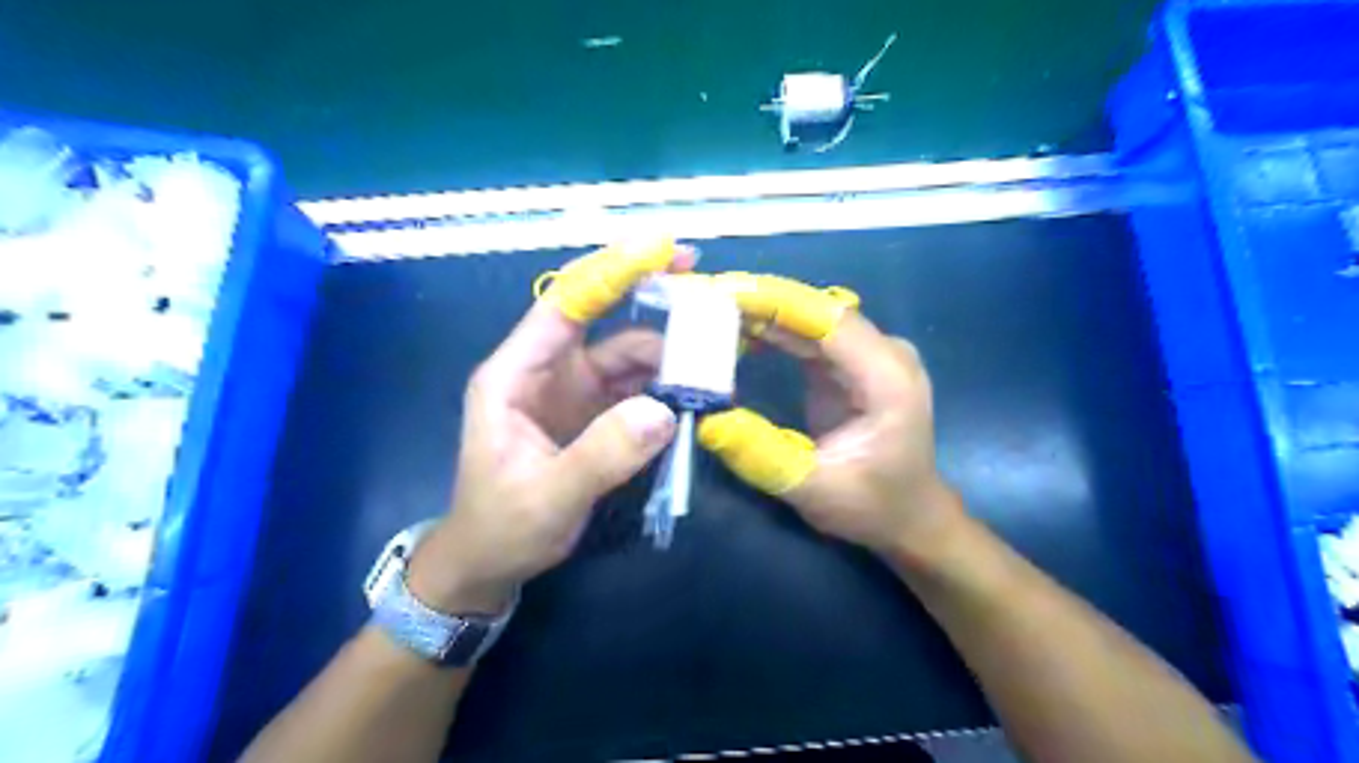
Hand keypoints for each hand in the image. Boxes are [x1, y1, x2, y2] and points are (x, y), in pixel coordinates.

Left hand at [409, 240, 695, 612]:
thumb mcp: (548, 497)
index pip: (566, 304)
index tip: (664, 248)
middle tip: (708, 296)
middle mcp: (547, 370)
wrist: (491, 562)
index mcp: (515, 374)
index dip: (613, 270)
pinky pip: (637, 387)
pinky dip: (666, 387)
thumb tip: (664, 412)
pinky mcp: (594, 414)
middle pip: (604, 318)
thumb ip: (602, 456)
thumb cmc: (502, 527)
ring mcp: (573, 391)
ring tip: (713, 367)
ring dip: (669, 356)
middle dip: (653, 300)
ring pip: (628, 355)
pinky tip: (694, 396)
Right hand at [701, 278, 965, 563]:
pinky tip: (737, 332)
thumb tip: (708, 421)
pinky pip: (808, 336)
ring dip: (762, 313)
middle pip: (818, 311)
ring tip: (710, 311)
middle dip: (760, 301)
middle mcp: (884, 354)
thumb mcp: (814, 490)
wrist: (908, 516)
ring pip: (810, 319)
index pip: (828, 320)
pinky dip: (772, 331)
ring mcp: (869, 355)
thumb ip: (763, 457)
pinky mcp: (850, 364)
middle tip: (703, 298)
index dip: (776, 301)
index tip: (723, 291)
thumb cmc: (871, 507)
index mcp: (888, 378)